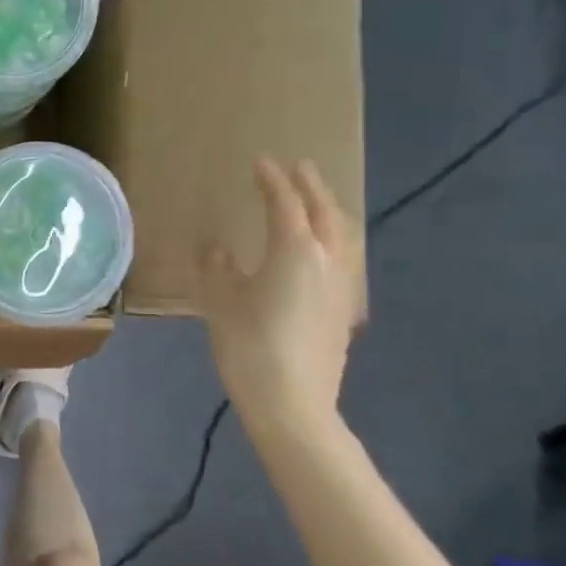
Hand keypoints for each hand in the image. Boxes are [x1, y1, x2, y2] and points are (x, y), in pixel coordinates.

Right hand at [201, 159, 364, 428]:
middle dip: (310, 187)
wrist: (293, 403)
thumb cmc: (250, 345)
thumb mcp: (221, 302)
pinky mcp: (345, 310)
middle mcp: (326, 260)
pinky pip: (347, 258)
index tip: (260, 162)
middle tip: (299, 168)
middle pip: (324, 212)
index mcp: (294, 250)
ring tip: (318, 201)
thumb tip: (218, 248)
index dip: (272, 180)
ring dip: (330, 210)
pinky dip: (336, 238)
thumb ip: (218, 268)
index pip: (284, 203)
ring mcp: (342, 286)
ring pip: (343, 234)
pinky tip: (326, 250)